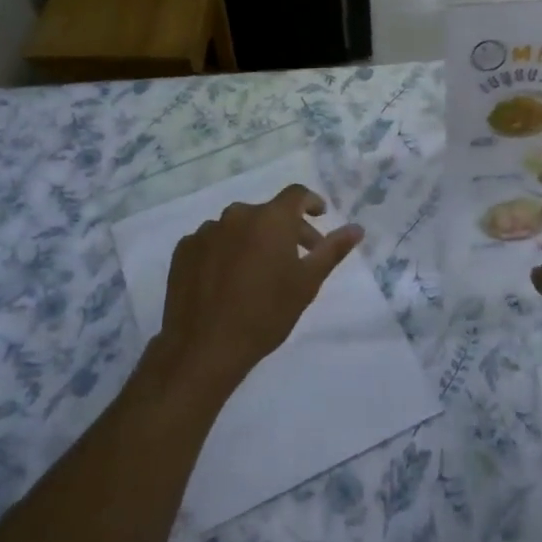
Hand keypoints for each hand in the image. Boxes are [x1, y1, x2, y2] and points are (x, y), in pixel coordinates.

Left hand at [155, 185, 362, 395]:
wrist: (205, 347)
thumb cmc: (265, 313)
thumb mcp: (307, 283)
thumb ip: (332, 250)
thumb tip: (357, 228)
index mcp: (270, 218)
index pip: (296, 194)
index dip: (311, 202)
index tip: (319, 217)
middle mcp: (237, 215)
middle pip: (267, 213)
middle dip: (285, 230)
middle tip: (296, 258)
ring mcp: (206, 231)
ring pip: (237, 228)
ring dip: (252, 241)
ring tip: (257, 273)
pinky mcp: (184, 250)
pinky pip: (212, 242)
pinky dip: (224, 252)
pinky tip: (226, 280)